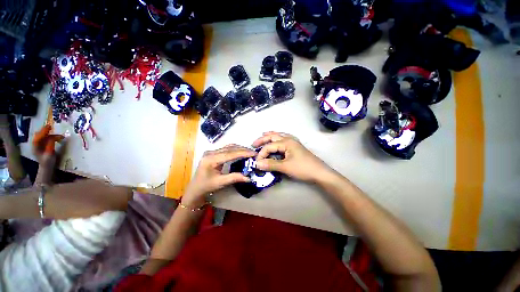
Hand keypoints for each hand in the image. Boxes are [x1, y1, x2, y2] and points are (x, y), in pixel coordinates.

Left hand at [32, 125, 63, 166]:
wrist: (47, 167)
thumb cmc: (48, 162)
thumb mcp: (49, 154)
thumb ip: (50, 145)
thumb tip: (53, 137)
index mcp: (35, 147)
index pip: (38, 136)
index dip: (43, 131)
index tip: (49, 127)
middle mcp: (36, 144)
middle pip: (39, 135)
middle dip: (46, 131)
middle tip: (53, 128)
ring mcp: (39, 145)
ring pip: (43, 136)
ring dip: (50, 134)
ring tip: (58, 135)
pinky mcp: (42, 145)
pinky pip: (45, 138)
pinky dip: (50, 136)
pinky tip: (56, 137)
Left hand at [182, 145, 255, 207]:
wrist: (195, 188)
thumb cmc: (206, 186)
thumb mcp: (221, 183)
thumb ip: (234, 178)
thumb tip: (249, 178)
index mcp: (211, 159)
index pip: (230, 153)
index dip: (243, 153)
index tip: (254, 153)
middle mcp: (211, 152)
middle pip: (230, 148)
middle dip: (243, 150)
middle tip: (254, 153)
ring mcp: (211, 151)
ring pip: (229, 147)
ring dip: (240, 149)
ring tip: (249, 153)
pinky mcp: (213, 153)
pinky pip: (226, 149)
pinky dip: (235, 150)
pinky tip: (241, 152)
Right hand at [252, 132, 333, 182]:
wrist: (319, 172)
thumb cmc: (303, 168)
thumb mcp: (285, 167)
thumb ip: (270, 164)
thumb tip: (257, 163)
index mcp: (286, 142)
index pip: (269, 146)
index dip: (262, 153)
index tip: (257, 162)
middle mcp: (289, 139)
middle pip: (273, 136)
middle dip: (263, 139)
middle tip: (254, 144)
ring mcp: (293, 142)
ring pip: (279, 135)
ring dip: (270, 136)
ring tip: (263, 136)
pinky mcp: (296, 146)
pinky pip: (284, 139)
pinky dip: (277, 138)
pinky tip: (277, 141)